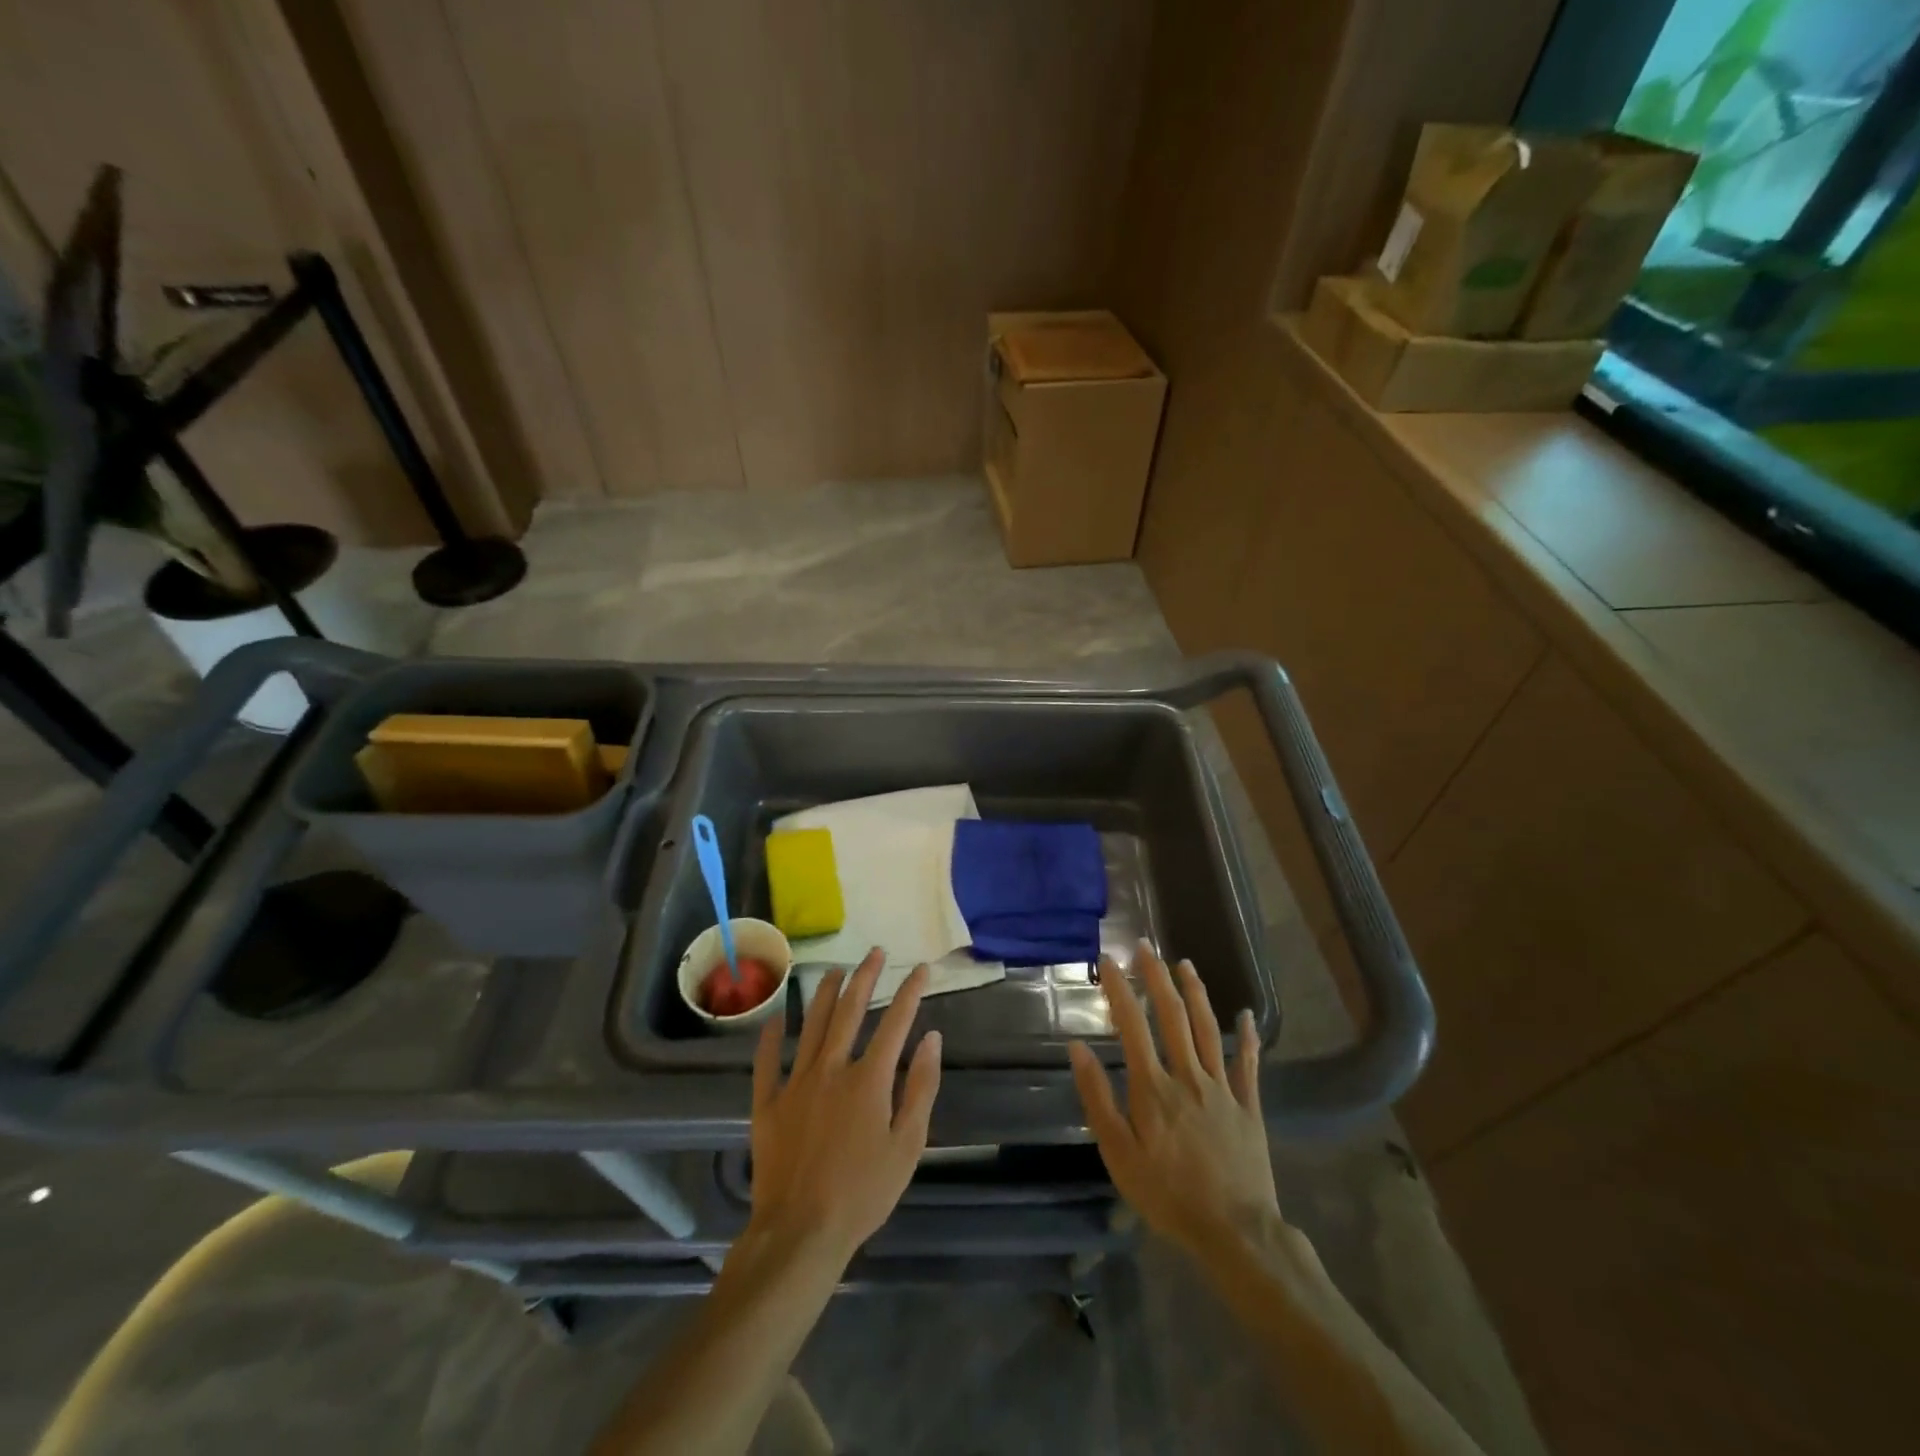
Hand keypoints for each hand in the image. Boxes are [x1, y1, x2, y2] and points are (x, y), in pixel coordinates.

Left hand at [748, 950, 942, 1267]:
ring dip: (823, 994)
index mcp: (869, 1079)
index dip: (910, 992)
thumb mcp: (908, 1145)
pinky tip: (775, 1019)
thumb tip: (932, 1038)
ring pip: (810, 1026)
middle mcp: (831, 1069)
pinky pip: (766, 1062)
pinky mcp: (767, 1104)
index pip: (895, 1023)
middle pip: (849, 1011)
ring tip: (834, 970)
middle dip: (865, 977)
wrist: (801, 1232)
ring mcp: (795, 1083)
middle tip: (875, 952)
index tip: (921, 969)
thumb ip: (921, 1088)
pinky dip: (770, 1038)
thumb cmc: (863, 1192)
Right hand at [1069, 941, 1279, 1253]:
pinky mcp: (1248, 1106)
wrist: (1235, 1232)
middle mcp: (1188, 1076)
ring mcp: (1222, 1088)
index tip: (1107, 960)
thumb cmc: (1168, 1195)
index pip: (1132, 1025)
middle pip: (1172, 1016)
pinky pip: (1248, 1065)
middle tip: (1145, 946)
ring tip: (1185, 963)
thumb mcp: (1119, 1154)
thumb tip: (1078, 1049)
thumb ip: (1098, 1098)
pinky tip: (1245, 1016)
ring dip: (1195, 992)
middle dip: (1156, 977)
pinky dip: (1246, 1037)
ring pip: (1208, 1029)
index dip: (1119, 989)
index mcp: (1154, 1087)